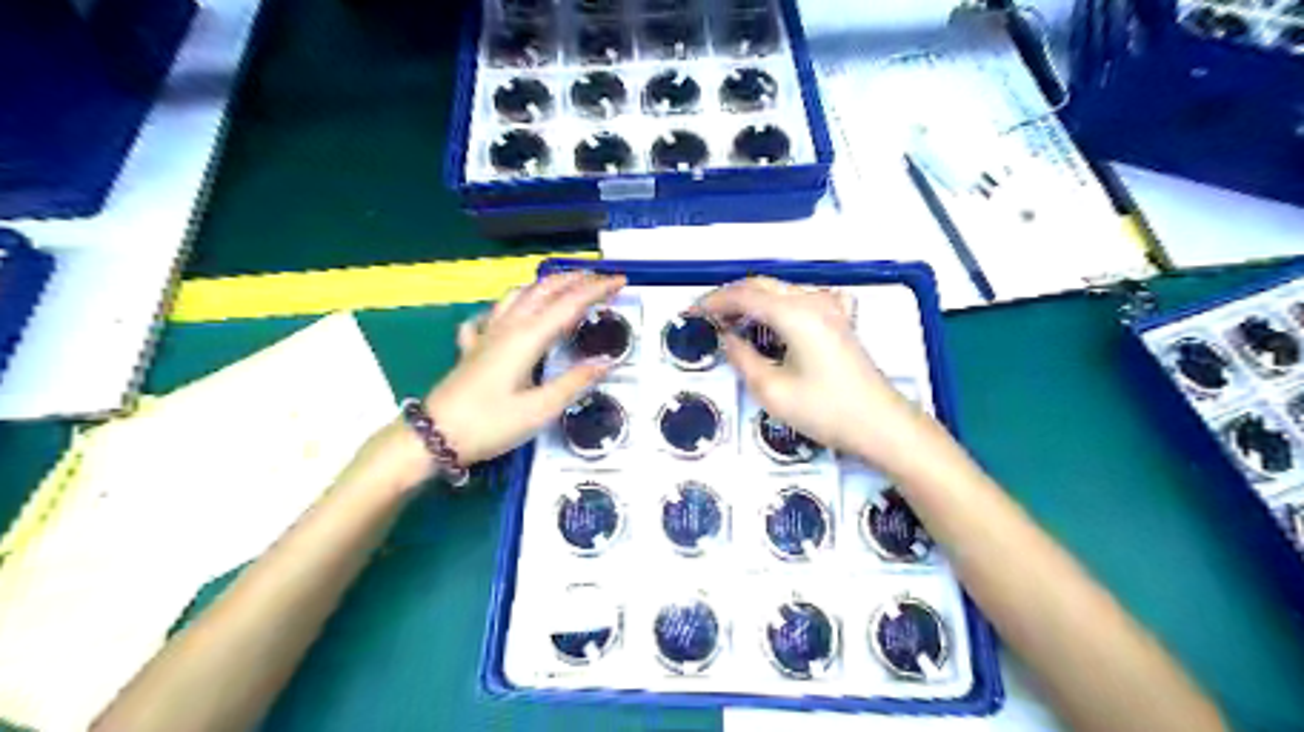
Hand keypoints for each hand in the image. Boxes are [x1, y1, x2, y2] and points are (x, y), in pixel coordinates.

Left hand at [424, 272, 625, 465]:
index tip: (621, 280)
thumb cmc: (489, 424)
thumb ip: (574, 382)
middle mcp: (507, 327)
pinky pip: (491, 316)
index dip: (597, 289)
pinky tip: (508, 316)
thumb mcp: (539, 410)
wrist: (434, 437)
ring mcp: (487, 334)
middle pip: (543, 291)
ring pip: (518, 296)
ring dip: (545, 286)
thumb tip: (605, 362)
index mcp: (527, 338)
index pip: (569, 304)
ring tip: (564, 288)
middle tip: (601, 279)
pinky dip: (506, 308)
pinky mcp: (473, 348)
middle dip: (575, 280)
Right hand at [702, 275, 925, 474]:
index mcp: (795, 314)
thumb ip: (742, 358)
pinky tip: (768, 321)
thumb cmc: (826, 411)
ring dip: (752, 299)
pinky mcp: (838, 320)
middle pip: (762, 285)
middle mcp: (813, 301)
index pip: (744, 295)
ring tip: (729, 320)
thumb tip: (727, 338)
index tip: (691, 312)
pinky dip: (774, 304)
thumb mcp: (772, 391)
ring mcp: (830, 308)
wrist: (881, 424)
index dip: (714, 301)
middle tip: (706, 316)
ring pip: (780, 290)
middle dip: (730, 296)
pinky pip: (797, 299)